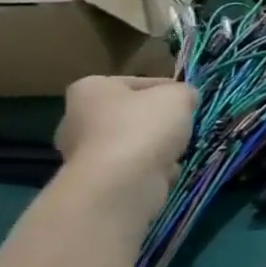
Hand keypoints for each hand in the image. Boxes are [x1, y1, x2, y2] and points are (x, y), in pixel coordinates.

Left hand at [54, 76, 196, 213]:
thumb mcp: (178, 96)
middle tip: (183, 128)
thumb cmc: (144, 127)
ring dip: (154, 148)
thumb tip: (185, 99)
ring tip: (177, 153)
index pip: (139, 82)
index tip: (189, 102)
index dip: (169, 90)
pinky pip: (129, 169)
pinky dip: (148, 171)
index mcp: (90, 89)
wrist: (121, 184)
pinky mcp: (93, 182)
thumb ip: (184, 92)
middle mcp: (76, 119)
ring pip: (132, 144)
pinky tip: (163, 174)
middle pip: (131, 115)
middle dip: (157, 122)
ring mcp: (81, 154)